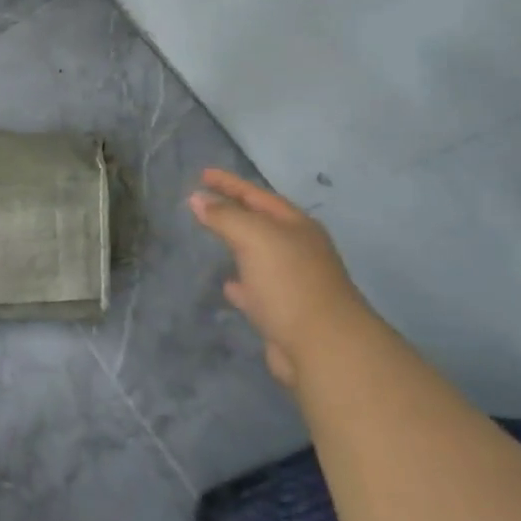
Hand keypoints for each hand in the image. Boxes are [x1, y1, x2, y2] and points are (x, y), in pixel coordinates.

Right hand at [189, 169, 370, 385]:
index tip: (202, 173)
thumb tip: (198, 198)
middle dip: (234, 211)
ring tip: (211, 238)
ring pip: (259, 256)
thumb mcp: (254, 238)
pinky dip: (241, 284)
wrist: (322, 346)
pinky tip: (228, 285)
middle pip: (261, 223)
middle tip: (203, 202)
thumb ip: (225, 216)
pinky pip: (257, 290)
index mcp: (296, 226)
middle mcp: (298, 249)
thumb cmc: (289, 282)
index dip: (230, 183)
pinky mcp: (284, 313)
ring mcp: (292, 282)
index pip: (257, 195)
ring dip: (237, 246)